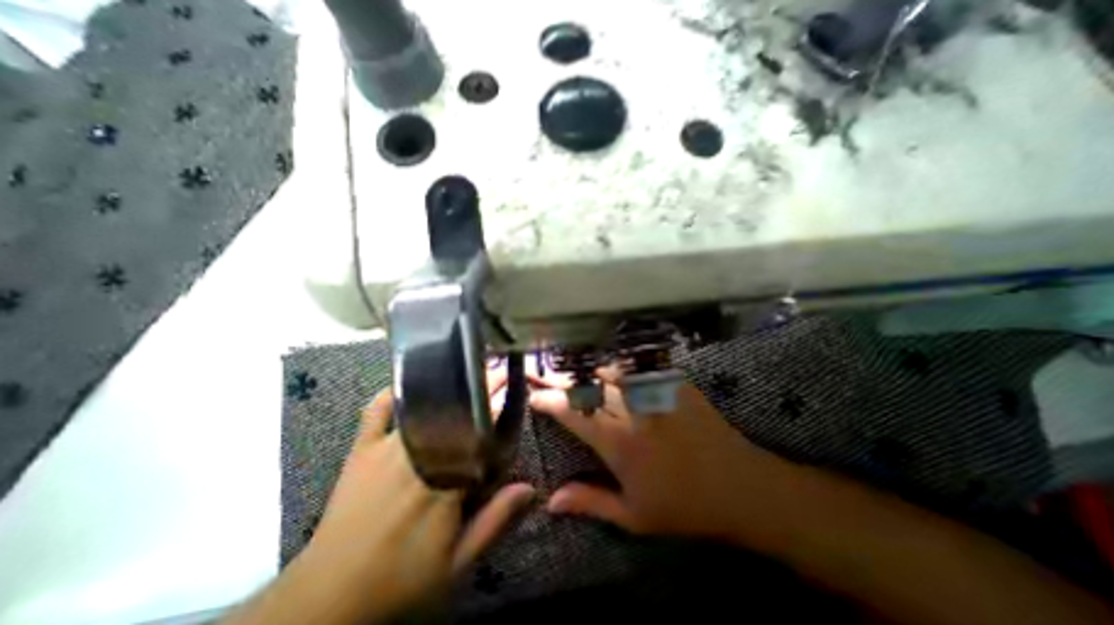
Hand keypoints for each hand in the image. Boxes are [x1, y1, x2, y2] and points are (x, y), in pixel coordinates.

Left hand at [241, 368, 534, 622]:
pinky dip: (392, 394)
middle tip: (496, 369)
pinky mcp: (361, 450)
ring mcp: (387, 448)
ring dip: (448, 387)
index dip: (499, 404)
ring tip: (466, 372)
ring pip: (424, 406)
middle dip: (479, 387)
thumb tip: (530, 488)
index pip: (481, 432)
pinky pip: (377, 411)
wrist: (325, 602)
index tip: (512, 382)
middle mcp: (419, 454)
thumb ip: (495, 522)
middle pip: (456, 411)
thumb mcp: (456, 564)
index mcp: (445, 480)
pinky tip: (408, 384)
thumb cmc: (399, 582)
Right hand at [534, 367, 800, 549]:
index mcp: (619, 443)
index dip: (550, 401)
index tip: (534, 396)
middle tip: (539, 371)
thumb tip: (551, 502)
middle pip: (588, 386)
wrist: (740, 487)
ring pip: (610, 370)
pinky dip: (617, 365)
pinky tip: (607, 363)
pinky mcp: (673, 383)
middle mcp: (632, 411)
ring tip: (567, 366)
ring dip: (585, 368)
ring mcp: (654, 393)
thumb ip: (591, 502)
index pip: (574, 414)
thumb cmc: (684, 507)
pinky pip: (638, 367)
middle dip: (559, 378)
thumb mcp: (634, 516)